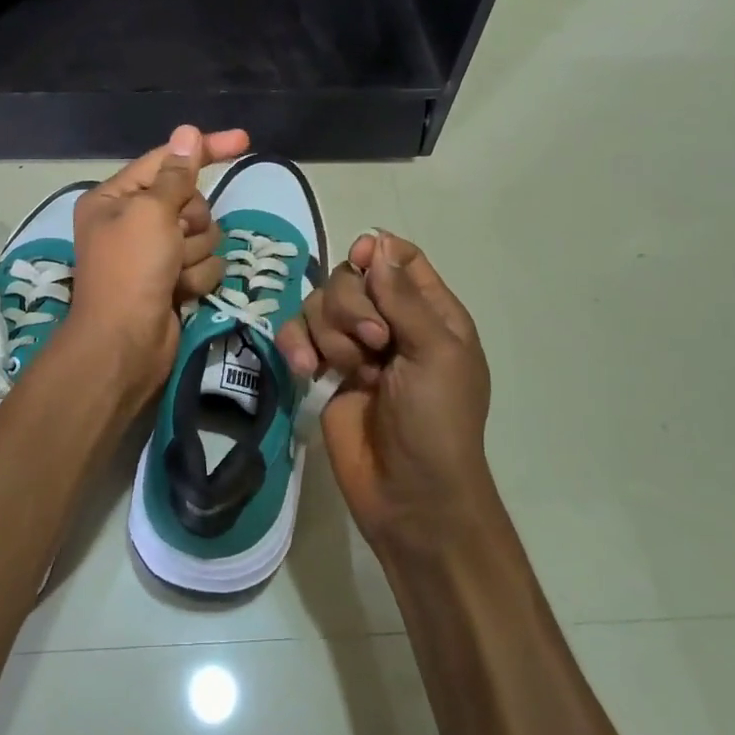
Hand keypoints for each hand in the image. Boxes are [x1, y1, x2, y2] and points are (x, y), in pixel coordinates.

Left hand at [68, 125, 249, 394]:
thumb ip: (176, 174)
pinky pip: (204, 264)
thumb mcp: (151, 212)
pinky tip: (178, 293)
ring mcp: (154, 254)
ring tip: (172, 273)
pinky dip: (196, 278)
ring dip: (194, 253)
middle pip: (190, 201)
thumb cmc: (131, 269)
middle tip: (173, 240)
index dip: (205, 149)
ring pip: (203, 235)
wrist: (125, 343)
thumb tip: (186, 132)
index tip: (244, 140)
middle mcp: (132, 221)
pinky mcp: (172, 280)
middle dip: (191, 222)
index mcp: (115, 198)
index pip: (167, 160)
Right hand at [275, 233, 498, 559]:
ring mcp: (353, 348)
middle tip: (373, 344)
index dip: (375, 252)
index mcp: (429, 313)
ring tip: (345, 370)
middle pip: (350, 277)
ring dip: (328, 332)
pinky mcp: (322, 371)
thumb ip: (403, 297)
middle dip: (351, 306)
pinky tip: (304, 369)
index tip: (361, 261)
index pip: (398, 258)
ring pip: (320, 305)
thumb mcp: (434, 353)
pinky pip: (297, 336)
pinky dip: (296, 346)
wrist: (409, 494)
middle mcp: (389, 322)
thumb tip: (377, 240)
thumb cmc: (438, 421)